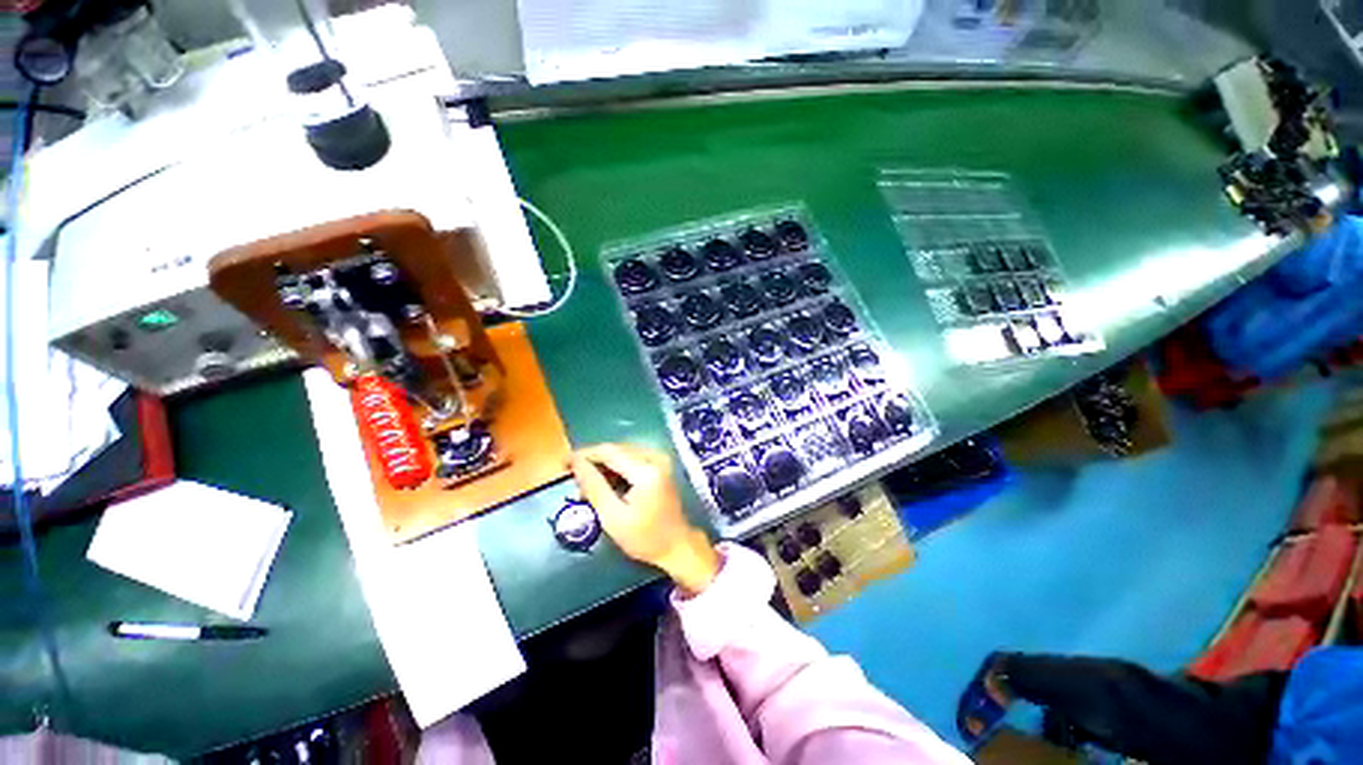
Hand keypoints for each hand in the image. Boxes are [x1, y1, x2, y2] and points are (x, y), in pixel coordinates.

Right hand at [570, 443, 719, 594]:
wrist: (678, 545)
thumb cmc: (646, 538)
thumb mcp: (613, 518)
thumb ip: (594, 487)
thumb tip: (576, 463)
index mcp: (646, 470)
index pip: (609, 452)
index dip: (584, 454)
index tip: (564, 463)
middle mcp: (655, 457)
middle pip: (616, 449)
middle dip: (593, 460)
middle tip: (573, 477)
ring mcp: (660, 459)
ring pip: (623, 452)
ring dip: (603, 464)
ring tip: (587, 483)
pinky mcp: (661, 464)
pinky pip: (632, 457)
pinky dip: (617, 467)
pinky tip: (606, 483)